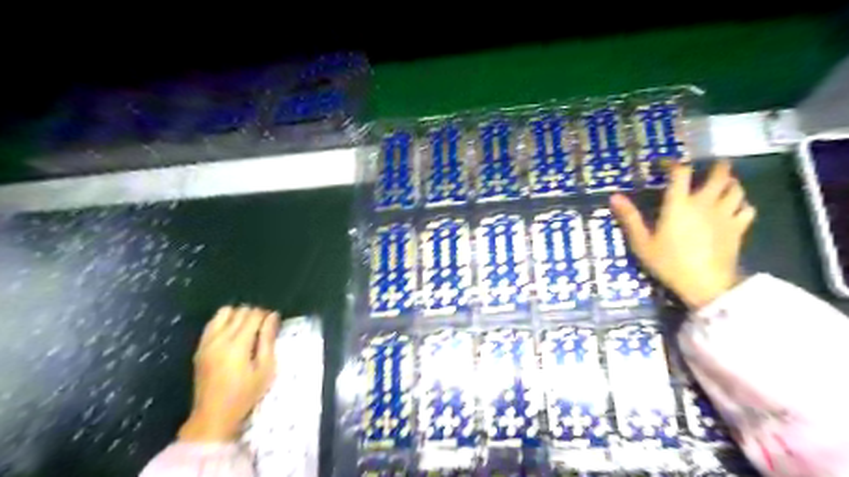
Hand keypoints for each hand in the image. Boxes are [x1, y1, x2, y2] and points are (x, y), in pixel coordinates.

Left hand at [178, 307, 278, 441]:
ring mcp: (207, 342)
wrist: (213, 415)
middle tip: (263, 327)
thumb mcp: (265, 368)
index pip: (253, 315)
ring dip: (238, 315)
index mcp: (238, 344)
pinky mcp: (200, 347)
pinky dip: (224, 321)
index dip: (266, 315)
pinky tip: (232, 334)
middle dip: (254, 314)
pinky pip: (212, 323)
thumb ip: (268, 339)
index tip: (273, 323)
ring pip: (224, 312)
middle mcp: (220, 338)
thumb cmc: (245, 394)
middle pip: (240, 311)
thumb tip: (273, 316)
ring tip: (247, 328)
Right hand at [611, 160, 755, 308]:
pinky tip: (734, 208)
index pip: (680, 173)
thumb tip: (614, 197)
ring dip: (730, 183)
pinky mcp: (738, 229)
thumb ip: (629, 218)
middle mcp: (704, 203)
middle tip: (708, 167)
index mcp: (679, 204)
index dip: (672, 163)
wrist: (706, 284)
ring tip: (722, 185)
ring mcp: (725, 215)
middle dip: (715, 166)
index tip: (664, 164)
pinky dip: (741, 204)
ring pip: (736, 189)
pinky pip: (747, 208)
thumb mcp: (642, 243)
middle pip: (719, 174)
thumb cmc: (669, 263)